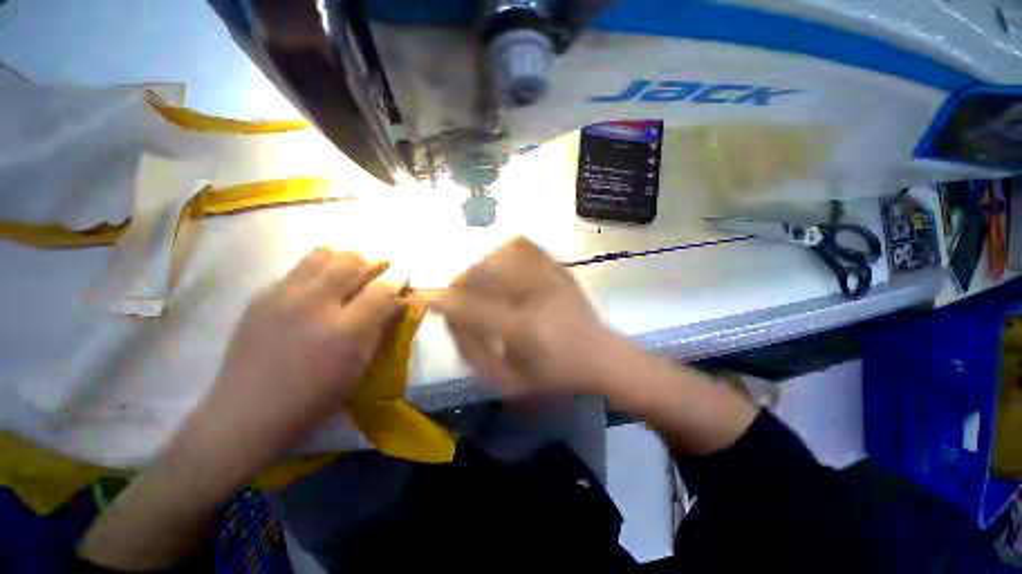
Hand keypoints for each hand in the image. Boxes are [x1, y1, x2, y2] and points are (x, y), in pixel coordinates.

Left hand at [201, 246, 404, 466]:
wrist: (249, 410)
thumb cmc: (315, 396)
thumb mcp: (359, 366)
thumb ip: (379, 328)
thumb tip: (396, 301)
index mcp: (344, 329)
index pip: (381, 289)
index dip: (398, 280)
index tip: (403, 277)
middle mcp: (314, 304)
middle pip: (353, 262)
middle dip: (373, 262)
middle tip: (380, 270)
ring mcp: (284, 295)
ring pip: (324, 254)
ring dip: (346, 258)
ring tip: (352, 269)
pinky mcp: (262, 295)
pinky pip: (299, 268)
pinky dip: (320, 269)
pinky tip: (320, 285)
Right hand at [431, 237, 622, 395]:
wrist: (603, 357)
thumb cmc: (557, 375)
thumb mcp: (513, 381)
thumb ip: (478, 356)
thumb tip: (452, 327)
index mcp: (523, 329)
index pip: (472, 309)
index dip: (443, 300)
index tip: (426, 297)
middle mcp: (535, 298)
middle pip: (484, 275)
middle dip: (461, 282)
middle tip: (457, 293)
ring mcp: (550, 280)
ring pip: (501, 256)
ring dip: (481, 266)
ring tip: (478, 278)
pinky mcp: (560, 271)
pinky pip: (527, 248)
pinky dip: (508, 248)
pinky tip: (503, 257)